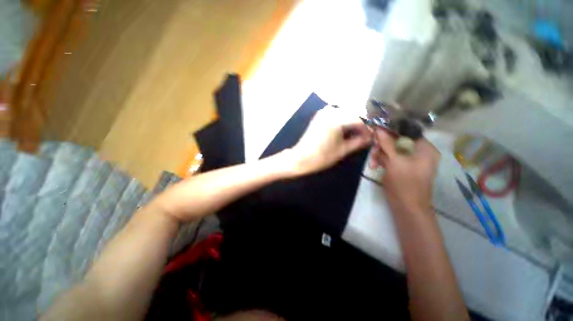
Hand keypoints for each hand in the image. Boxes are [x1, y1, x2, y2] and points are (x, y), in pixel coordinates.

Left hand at [289, 106, 370, 175]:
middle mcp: (330, 111)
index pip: (359, 119)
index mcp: (336, 119)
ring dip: (351, 123)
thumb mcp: (342, 150)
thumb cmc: (321, 156)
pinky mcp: (318, 116)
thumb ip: (358, 142)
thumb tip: (370, 138)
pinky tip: (344, 130)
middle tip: (364, 136)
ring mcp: (323, 112)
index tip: (371, 137)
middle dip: (359, 125)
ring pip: (344, 114)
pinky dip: (342, 121)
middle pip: (352, 114)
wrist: (301, 158)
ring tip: (355, 135)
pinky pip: (335, 115)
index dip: (367, 128)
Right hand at [370, 129, 439, 213]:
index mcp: (424, 149)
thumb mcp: (395, 161)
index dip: (391, 132)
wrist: (406, 207)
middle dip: (383, 146)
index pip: (407, 133)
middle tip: (373, 149)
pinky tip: (374, 166)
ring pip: (391, 151)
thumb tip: (378, 129)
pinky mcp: (401, 168)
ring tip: (372, 163)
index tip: (376, 133)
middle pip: (397, 142)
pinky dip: (381, 161)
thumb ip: (387, 144)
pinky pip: (390, 159)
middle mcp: (418, 153)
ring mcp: (409, 161)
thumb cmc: (404, 183)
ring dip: (380, 155)